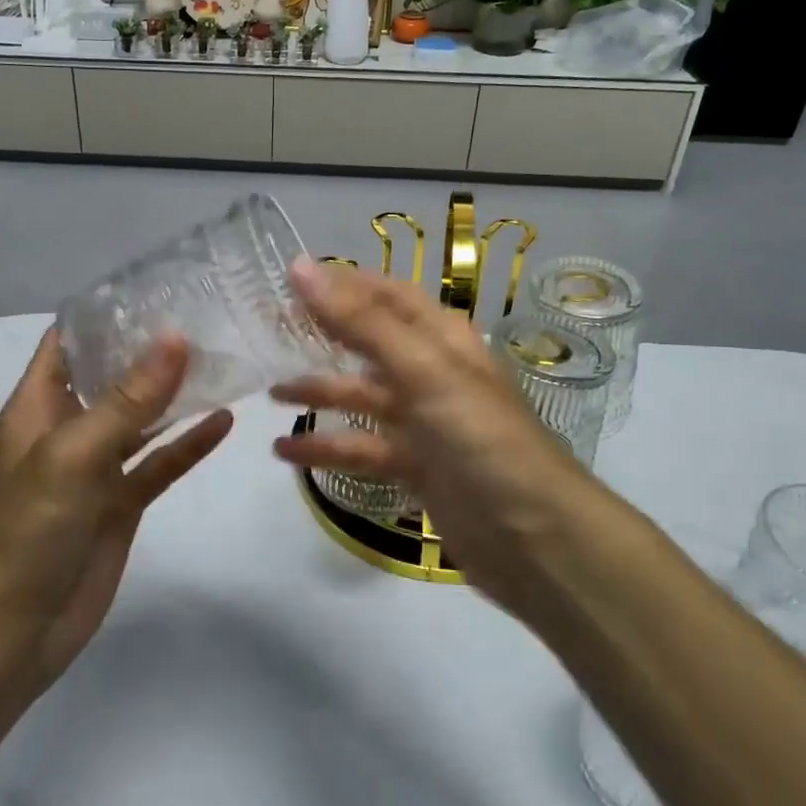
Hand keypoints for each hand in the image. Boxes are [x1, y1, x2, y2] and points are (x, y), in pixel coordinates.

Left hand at [0, 329, 231, 688]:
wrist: (15, 628)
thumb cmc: (30, 527)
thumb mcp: (75, 453)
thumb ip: (128, 399)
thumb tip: (175, 338)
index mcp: (40, 405)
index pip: (68, 340)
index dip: (105, 313)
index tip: (155, 287)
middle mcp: (69, 427)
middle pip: (112, 374)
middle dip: (151, 349)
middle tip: (205, 318)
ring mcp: (98, 466)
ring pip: (143, 418)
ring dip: (176, 394)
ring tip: (222, 359)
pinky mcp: (122, 502)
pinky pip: (160, 463)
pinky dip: (189, 445)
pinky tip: (224, 422)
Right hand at [270, 260, 594, 618]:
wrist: (536, 539)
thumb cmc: (481, 439)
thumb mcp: (423, 371)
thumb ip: (361, 321)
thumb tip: (299, 266)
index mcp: (441, 338)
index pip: (385, 294)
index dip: (341, 283)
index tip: (288, 279)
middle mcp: (432, 371)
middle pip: (369, 341)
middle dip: (322, 334)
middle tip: (268, 329)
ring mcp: (424, 421)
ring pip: (361, 396)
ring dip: (319, 392)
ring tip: (270, 394)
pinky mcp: (416, 466)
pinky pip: (363, 447)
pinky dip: (328, 446)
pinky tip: (286, 454)